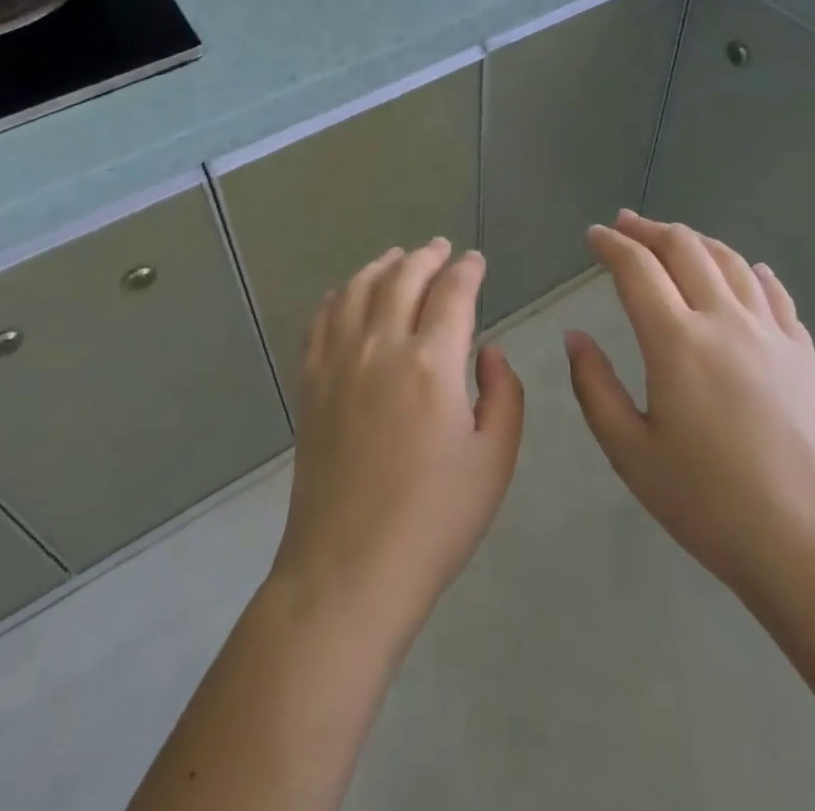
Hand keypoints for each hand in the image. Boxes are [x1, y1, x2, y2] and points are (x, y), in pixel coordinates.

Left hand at [272, 239, 524, 636]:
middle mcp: (382, 346)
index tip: (476, 260)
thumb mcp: (494, 461)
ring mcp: (339, 361)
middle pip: (404, 278)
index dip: (468, 270)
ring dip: (383, 265)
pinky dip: (340, 295)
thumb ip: (503, 395)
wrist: (349, 567)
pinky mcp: (311, 381)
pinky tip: (348, 294)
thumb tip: (489, 351)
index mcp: (433, 363)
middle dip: (427, 256)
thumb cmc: (434, 520)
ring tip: (398, 257)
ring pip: (360, 288)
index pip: (453, 293)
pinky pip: (322, 319)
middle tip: (441, 248)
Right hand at [567, 211, 814, 628]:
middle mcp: (724, 321)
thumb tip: (576, 337)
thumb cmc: (709, 505)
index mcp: (677, 341)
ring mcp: (771, 334)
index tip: (594, 235)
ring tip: (674, 239)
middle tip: (626, 223)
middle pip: (685, 249)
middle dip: (650, 229)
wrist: (814, 549)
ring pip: (730, 262)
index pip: (637, 268)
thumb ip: (595, 387)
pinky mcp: (803, 355)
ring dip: (696, 241)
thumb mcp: (631, 453)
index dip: (611, 244)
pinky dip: (751, 271)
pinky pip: (774, 294)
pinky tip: (747, 270)